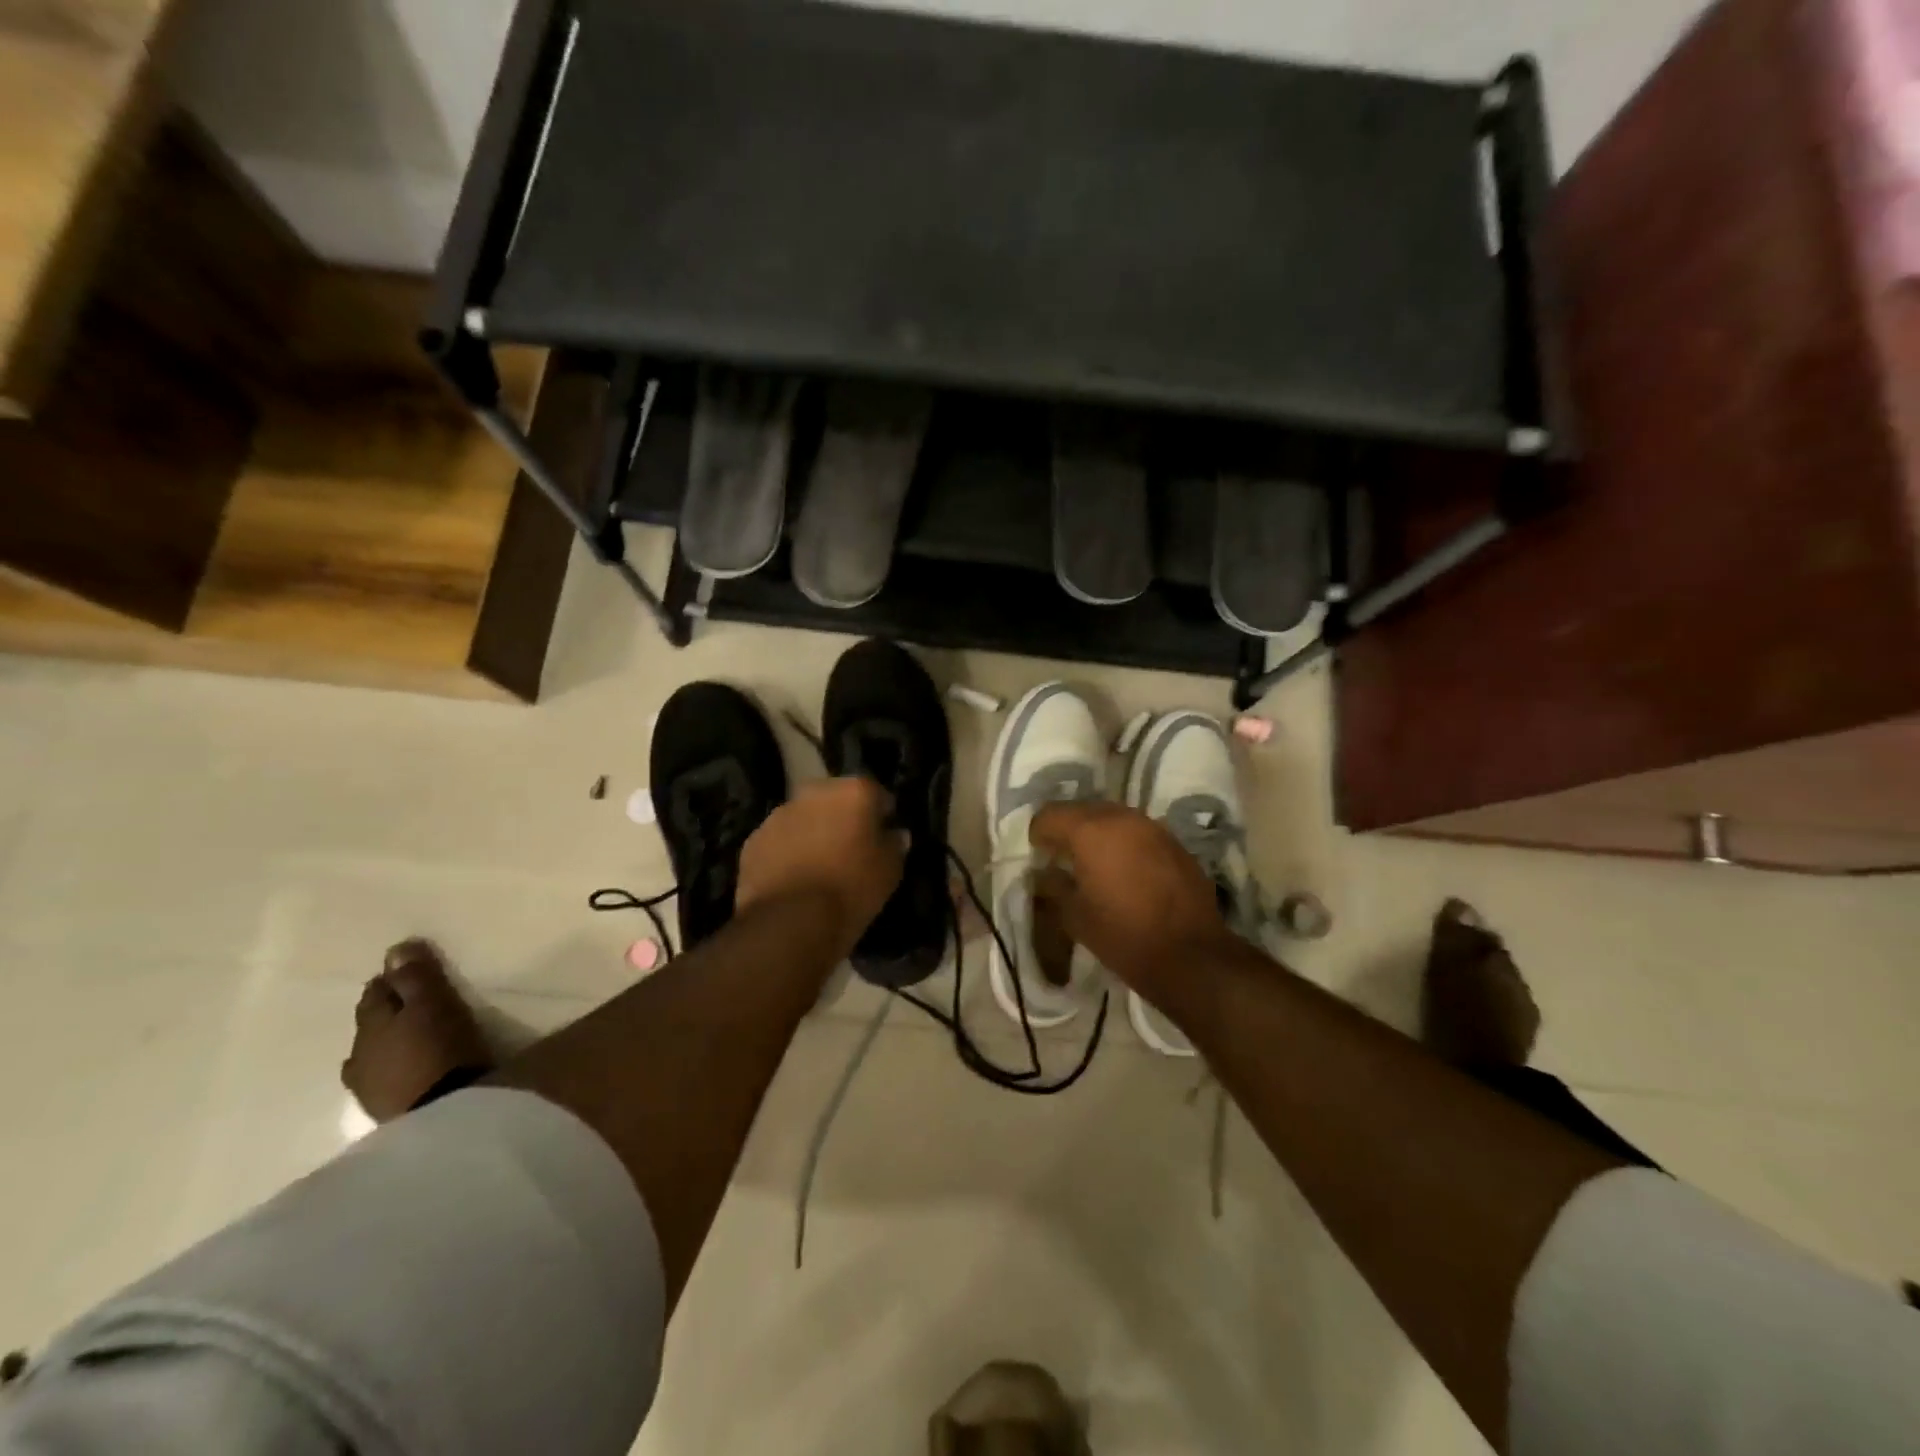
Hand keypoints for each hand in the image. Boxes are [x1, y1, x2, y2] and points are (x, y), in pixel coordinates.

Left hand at [737, 777, 906, 953]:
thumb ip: (895, 844)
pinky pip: (779, 841)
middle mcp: (814, 792)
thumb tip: (895, 834)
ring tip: (819, 869)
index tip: (884, 839)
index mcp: (853, 791)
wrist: (790, 922)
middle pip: (835, 801)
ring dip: (813, 834)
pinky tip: (794, 881)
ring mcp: (779, 814)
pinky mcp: (753, 840)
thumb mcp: (890, 871)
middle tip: (851, 852)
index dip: (882, 817)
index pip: (877, 795)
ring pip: (804, 819)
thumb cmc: (851, 890)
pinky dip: (787, 853)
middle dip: (843, 819)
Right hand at [1029, 801, 1238, 1000]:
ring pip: (1113, 817)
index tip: (1038, 854)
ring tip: (1093, 862)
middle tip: (1061, 857)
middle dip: (1068, 829)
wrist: (1191, 955)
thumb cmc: (1123, 936)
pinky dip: (1124, 843)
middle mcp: (1122, 818)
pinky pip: (1138, 832)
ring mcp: (1152, 828)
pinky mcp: (1174, 843)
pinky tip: (1124, 871)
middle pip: (1083, 810)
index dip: (1038, 833)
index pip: (1051, 814)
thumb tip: (1043, 874)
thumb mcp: (1075, 916)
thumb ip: (1053, 887)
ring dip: (1097, 833)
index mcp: (1090, 831)